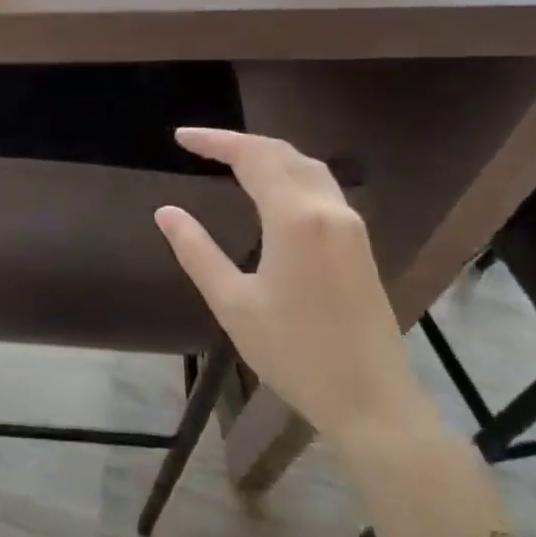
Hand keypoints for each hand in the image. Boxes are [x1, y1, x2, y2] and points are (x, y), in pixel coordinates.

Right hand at [154, 128, 440, 446]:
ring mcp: (350, 226)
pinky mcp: (359, 245)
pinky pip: (322, 188)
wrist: (369, 398)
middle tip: (200, 145)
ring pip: (309, 168)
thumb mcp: (232, 303)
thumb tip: (166, 211)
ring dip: (269, 155)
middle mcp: (328, 210)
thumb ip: (196, 251)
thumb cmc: (293, 352)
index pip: (253, 158)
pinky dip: (290, 174)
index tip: (181, 137)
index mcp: (295, 219)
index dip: (215, 141)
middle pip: (284, 154)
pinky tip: (272, 191)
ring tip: (231, 159)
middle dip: (240, 142)